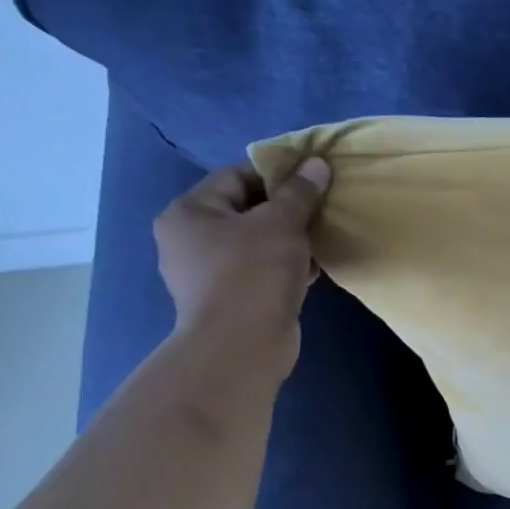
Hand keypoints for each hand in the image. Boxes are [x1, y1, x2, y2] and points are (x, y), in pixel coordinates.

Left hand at [153, 158, 331, 381]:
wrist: (242, 346)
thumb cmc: (253, 273)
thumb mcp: (282, 223)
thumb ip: (300, 192)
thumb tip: (317, 163)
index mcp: (189, 212)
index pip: (236, 176)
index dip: (277, 175)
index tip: (313, 182)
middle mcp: (189, 239)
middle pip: (246, 210)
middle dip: (286, 210)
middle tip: (320, 212)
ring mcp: (206, 273)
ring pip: (256, 242)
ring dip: (289, 240)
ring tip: (320, 241)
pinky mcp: (228, 299)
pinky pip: (260, 270)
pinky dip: (284, 266)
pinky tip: (311, 269)